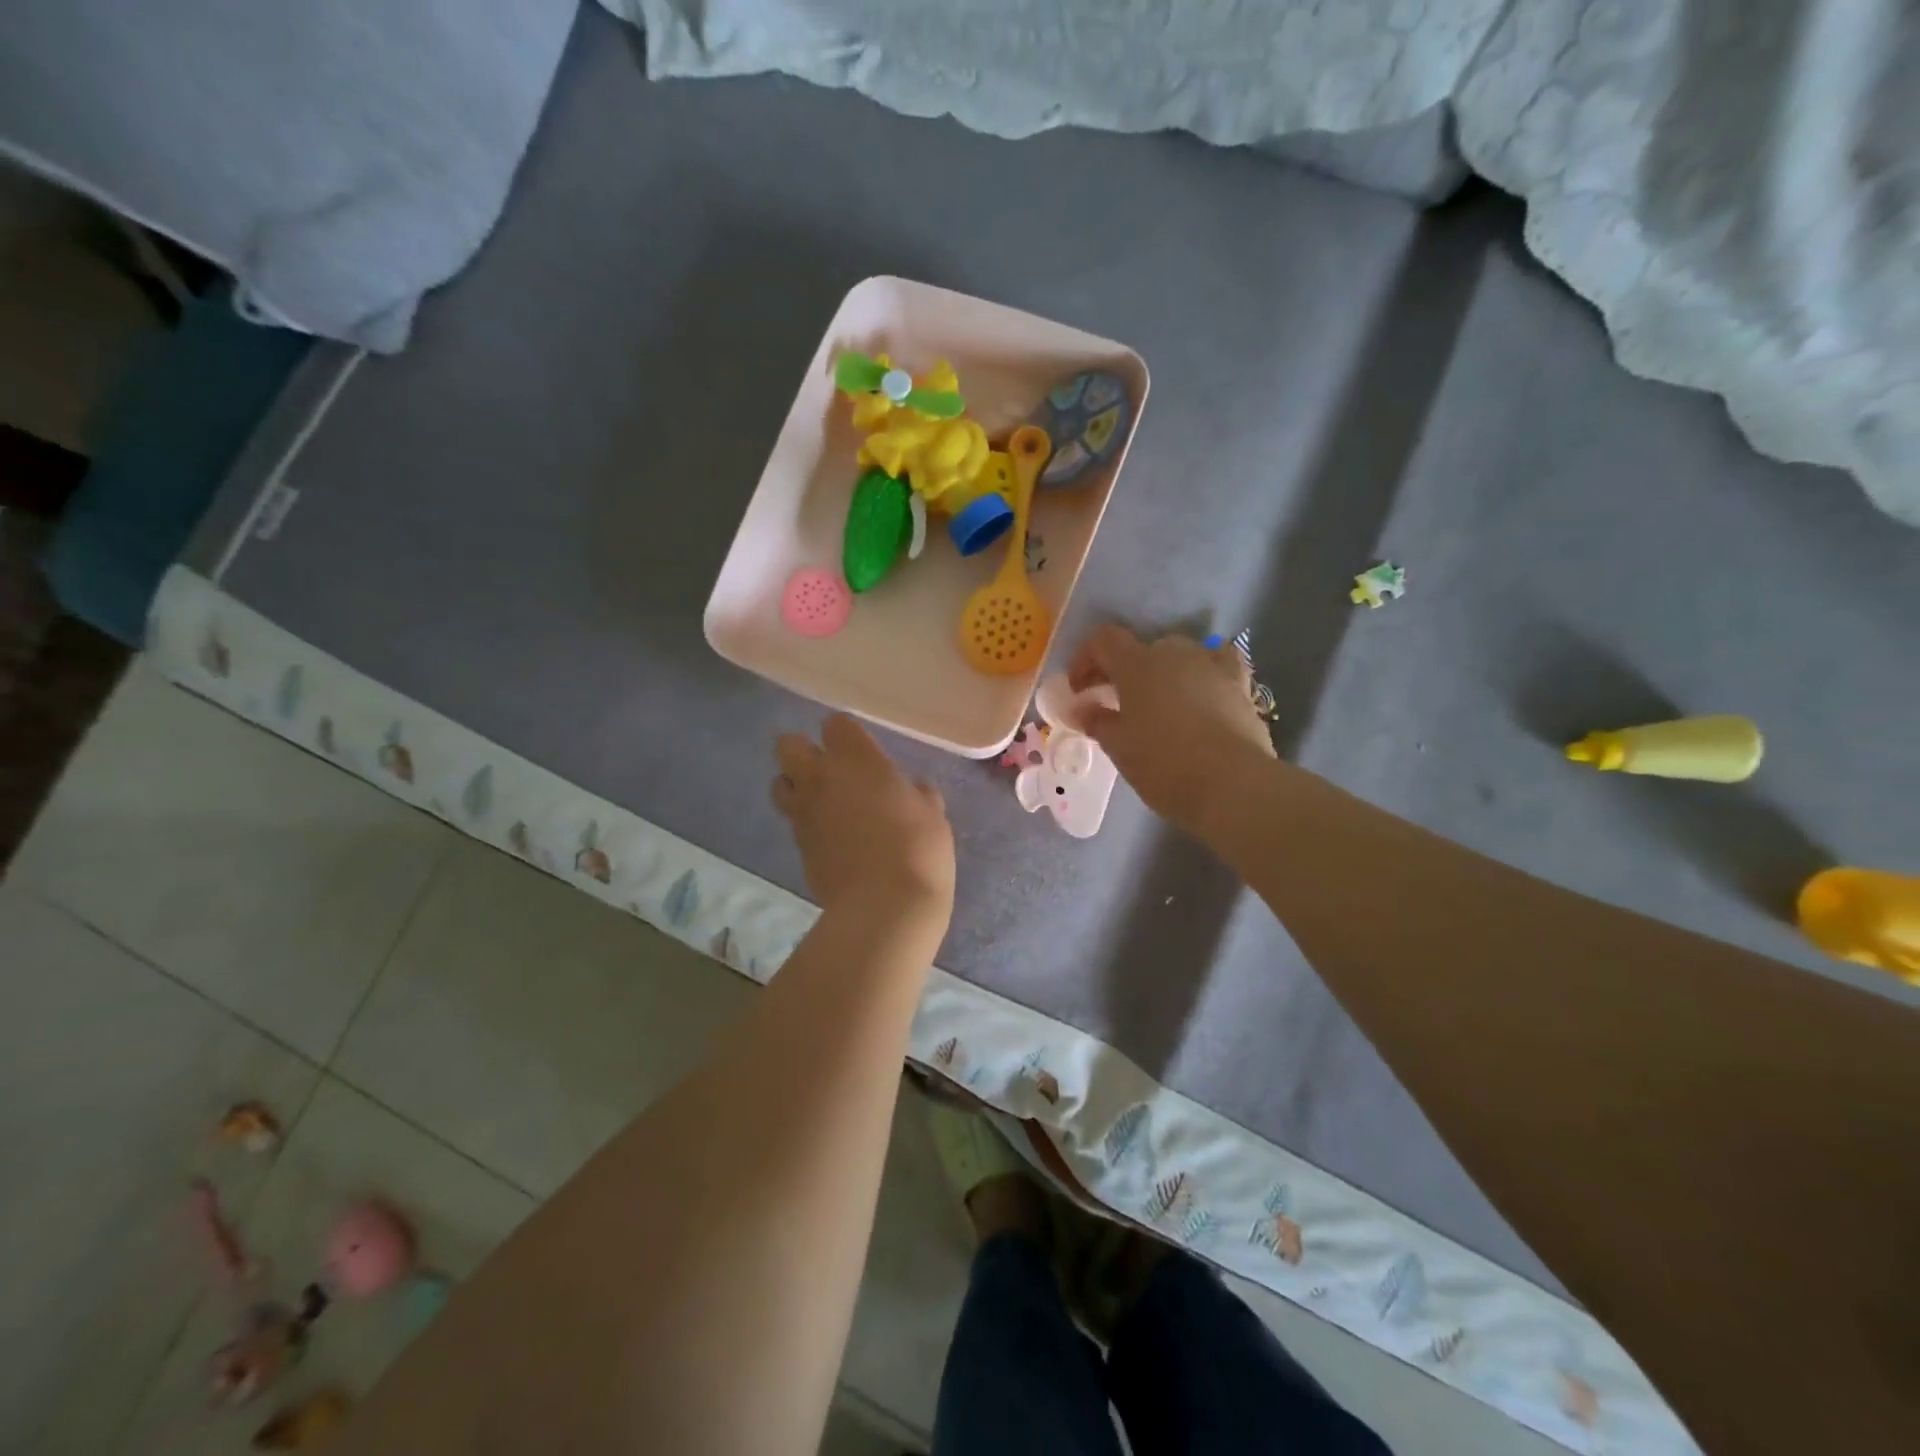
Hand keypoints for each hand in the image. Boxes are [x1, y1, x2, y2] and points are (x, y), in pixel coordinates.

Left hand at [774, 714, 955, 926]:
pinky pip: (793, 820)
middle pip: (788, 745)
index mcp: (857, 760)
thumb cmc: (918, 849)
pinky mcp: (797, 845)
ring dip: (796, 785)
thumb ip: (917, 794)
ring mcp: (803, 812)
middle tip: (830, 768)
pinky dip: (805, 821)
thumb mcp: (933, 815)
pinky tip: (830, 836)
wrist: (883, 906)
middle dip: (803, 750)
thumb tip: (912, 790)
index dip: (846, 734)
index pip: (835, 724)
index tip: (862, 749)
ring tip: (823, 801)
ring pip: (779, 783)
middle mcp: (821, 778)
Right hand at [1068, 625, 1276, 834]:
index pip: (1103, 640)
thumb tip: (1083, 709)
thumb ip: (1097, 721)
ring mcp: (1211, 665)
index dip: (1085, 659)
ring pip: (1179, 656)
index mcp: (1137, 664)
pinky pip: (1218, 665)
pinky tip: (1202, 691)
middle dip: (1123, 670)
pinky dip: (1204, 673)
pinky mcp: (1240, 684)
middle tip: (1113, 701)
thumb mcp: (1119, 748)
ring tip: (1157, 703)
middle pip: (1141, 648)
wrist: (1233, 785)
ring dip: (1162, 673)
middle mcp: (1174, 653)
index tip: (1079, 689)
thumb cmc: (1164, 765)